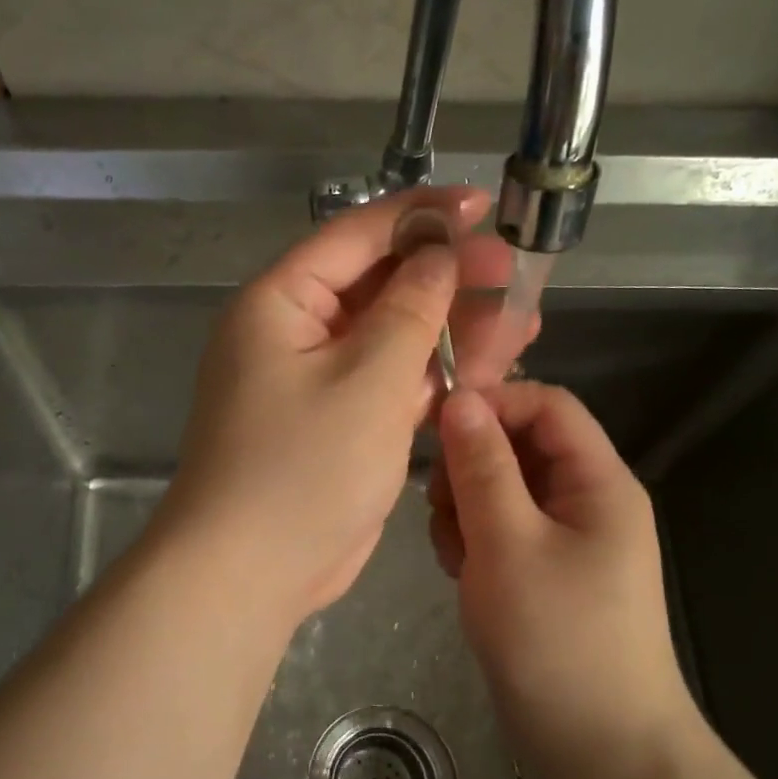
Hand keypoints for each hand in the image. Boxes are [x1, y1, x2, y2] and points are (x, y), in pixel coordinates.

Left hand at [160, 187, 534, 625]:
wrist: (253, 571)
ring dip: (453, 331)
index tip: (481, 206)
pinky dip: (436, 377)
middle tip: (514, 272)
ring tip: (524, 319)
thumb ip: (410, 310)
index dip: (420, 216)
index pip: (356, 236)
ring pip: (393, 338)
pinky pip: (392, 384)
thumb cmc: (304, 467)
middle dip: (448, 279)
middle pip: (380, 286)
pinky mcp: (341, 425)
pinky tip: (492, 368)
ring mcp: (319, 382)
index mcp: (282, 303)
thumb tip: (437, 255)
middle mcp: (296, 333)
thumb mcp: (367, 379)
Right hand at [429, 382, 699, 778]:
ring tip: (457, 555)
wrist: (598, 748)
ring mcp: (564, 539)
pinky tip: (464, 576)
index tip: (436, 428)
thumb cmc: (557, 639)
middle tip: (443, 508)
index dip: (493, 403)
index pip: (547, 405)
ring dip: (466, 509)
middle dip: (471, 467)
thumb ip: (481, 467)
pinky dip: (474, 543)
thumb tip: (460, 399)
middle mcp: (585, 500)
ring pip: (501, 490)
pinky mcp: (542, 571)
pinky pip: (500, 531)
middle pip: (518, 446)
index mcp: (598, 481)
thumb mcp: (508, 544)